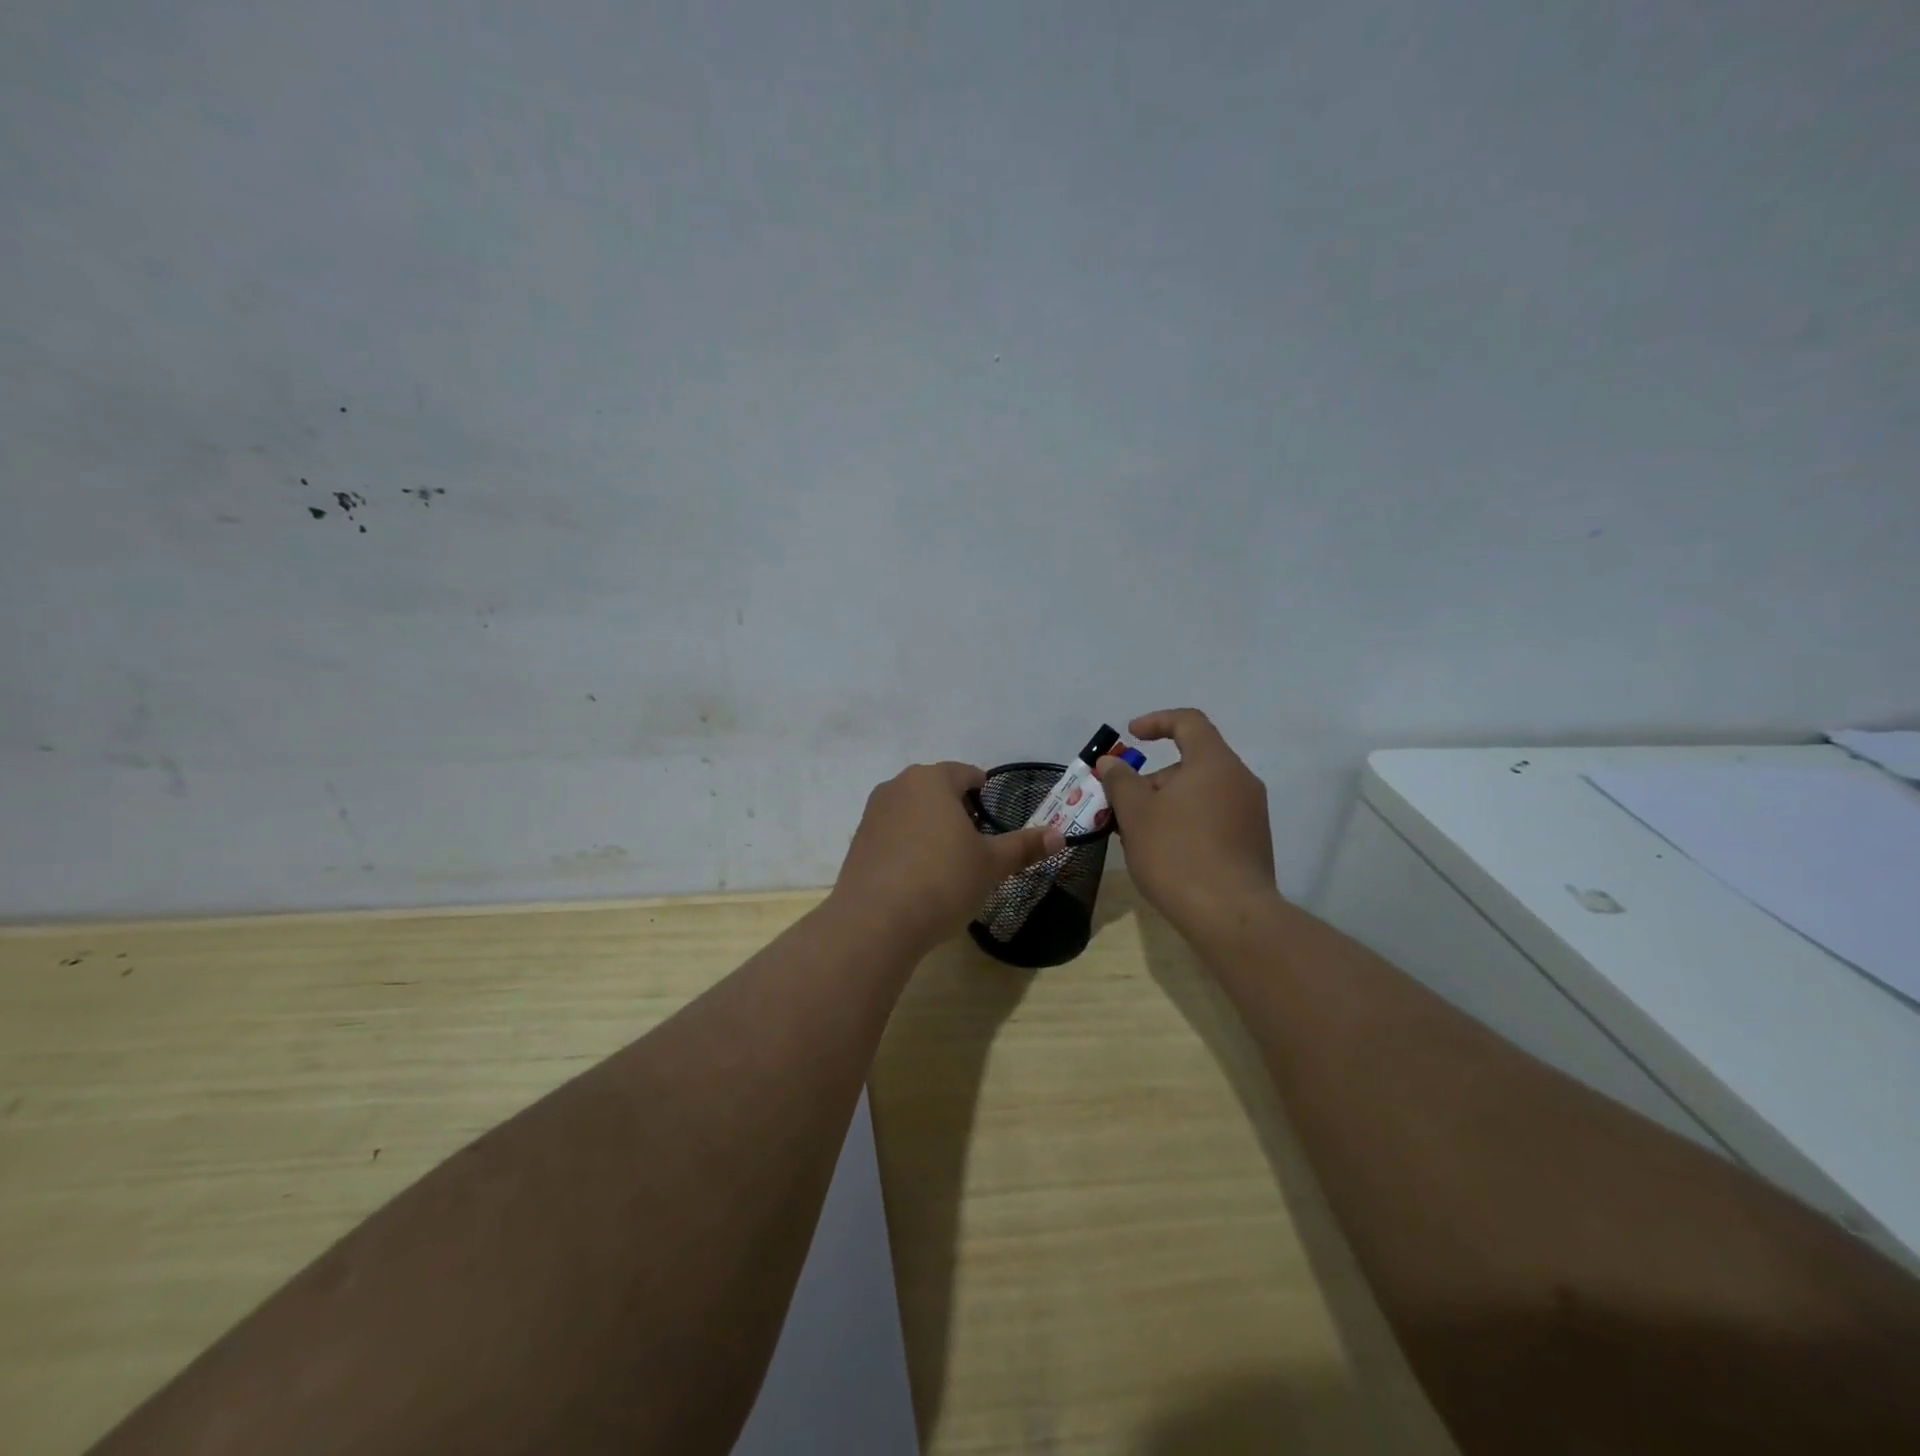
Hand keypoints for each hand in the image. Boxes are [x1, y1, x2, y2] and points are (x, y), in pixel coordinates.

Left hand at [829, 762, 1064, 958]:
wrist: (876, 921)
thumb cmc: (942, 881)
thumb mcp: (991, 865)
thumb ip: (1024, 846)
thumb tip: (1058, 835)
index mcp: (932, 780)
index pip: (965, 774)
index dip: (983, 792)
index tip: (993, 816)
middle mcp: (898, 786)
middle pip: (936, 789)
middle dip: (957, 809)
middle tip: (976, 841)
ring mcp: (873, 813)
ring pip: (912, 810)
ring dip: (931, 826)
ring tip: (948, 861)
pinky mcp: (858, 842)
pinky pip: (892, 833)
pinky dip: (908, 845)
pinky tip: (918, 876)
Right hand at [1096, 709, 1278, 944]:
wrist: (1231, 915)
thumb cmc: (1177, 854)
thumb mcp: (1135, 813)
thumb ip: (1120, 781)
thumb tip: (1112, 763)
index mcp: (1214, 763)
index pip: (1188, 722)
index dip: (1156, 722)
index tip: (1130, 737)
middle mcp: (1240, 781)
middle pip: (1191, 763)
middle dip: (1152, 779)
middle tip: (1122, 806)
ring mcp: (1251, 814)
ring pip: (1200, 793)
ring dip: (1165, 804)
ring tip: (1136, 835)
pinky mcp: (1252, 843)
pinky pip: (1213, 817)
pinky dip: (1185, 822)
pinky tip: (1163, 853)